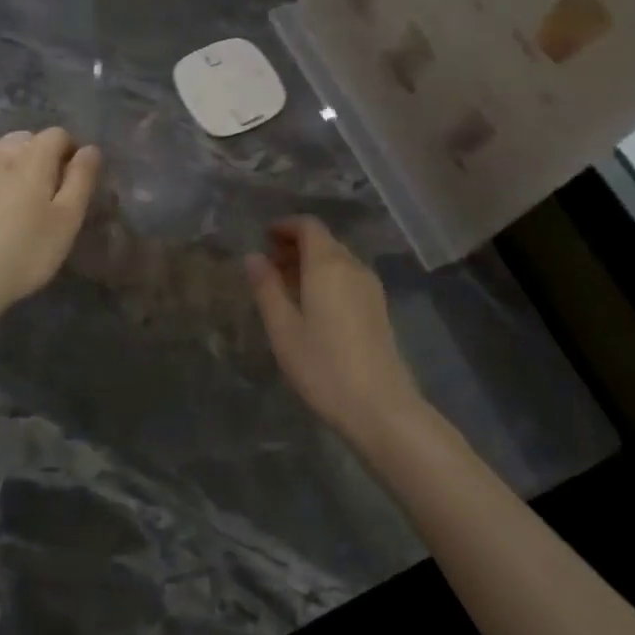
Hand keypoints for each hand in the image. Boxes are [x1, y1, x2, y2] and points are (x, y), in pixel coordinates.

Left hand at [0, 127, 101, 321]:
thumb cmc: (23, 252)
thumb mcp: (67, 220)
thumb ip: (82, 178)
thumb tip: (90, 149)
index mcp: (31, 154)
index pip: (58, 134)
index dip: (70, 154)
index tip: (71, 184)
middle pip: (25, 141)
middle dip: (38, 158)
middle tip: (42, 197)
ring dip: (9, 169)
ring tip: (11, 207)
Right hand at [245, 216, 423, 447]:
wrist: (381, 408)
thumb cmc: (323, 366)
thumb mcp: (283, 328)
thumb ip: (267, 288)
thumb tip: (253, 257)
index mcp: (328, 265)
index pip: (309, 226)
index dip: (285, 226)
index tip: (264, 238)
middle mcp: (353, 267)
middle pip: (324, 241)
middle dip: (295, 245)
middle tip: (269, 264)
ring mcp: (370, 288)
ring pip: (337, 261)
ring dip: (310, 263)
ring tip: (285, 286)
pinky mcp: (378, 309)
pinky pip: (348, 278)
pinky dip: (326, 279)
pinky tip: (312, 306)